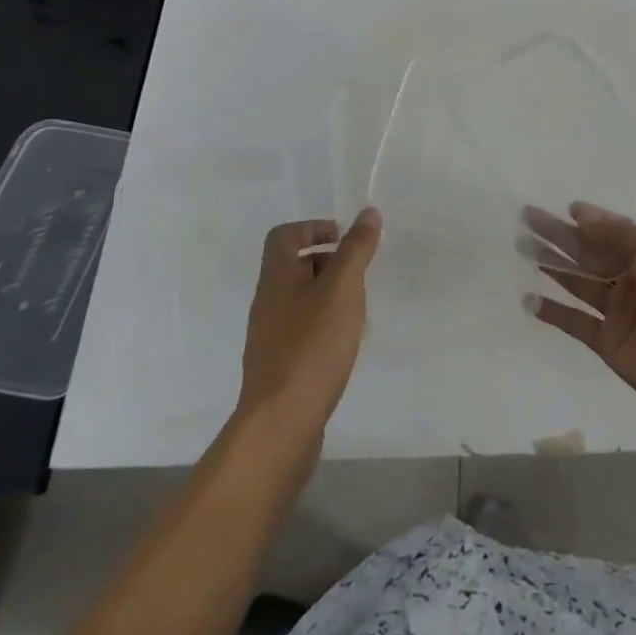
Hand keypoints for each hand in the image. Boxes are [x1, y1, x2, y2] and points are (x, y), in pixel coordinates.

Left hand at [238, 208, 381, 433]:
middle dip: (328, 262)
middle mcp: (267, 302)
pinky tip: (346, 344)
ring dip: (329, 295)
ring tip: (359, 310)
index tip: (344, 239)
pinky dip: (324, 326)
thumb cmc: (313, 344)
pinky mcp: (278, 366)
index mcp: (276, 277)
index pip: (284, 236)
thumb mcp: (342, 288)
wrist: (281, 422)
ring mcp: (269, 337)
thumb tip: (368, 212)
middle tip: (359, 274)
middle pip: (292, 266)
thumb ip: (356, 248)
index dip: (313, 228)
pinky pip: (302, 331)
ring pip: (300, 300)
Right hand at [525, 202, 635, 428]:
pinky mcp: (607, 342)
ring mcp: (618, 312)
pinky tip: (530, 300)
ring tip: (522, 248)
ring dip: (552, 267)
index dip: (589, 220)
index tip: (563, 208)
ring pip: (578, 283)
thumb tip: (579, 214)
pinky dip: (553, 313)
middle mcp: (631, 279)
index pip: (611, 232)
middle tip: (527, 220)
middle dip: (559, 237)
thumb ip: (616, 233)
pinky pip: (575, 323)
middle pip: (588, 253)